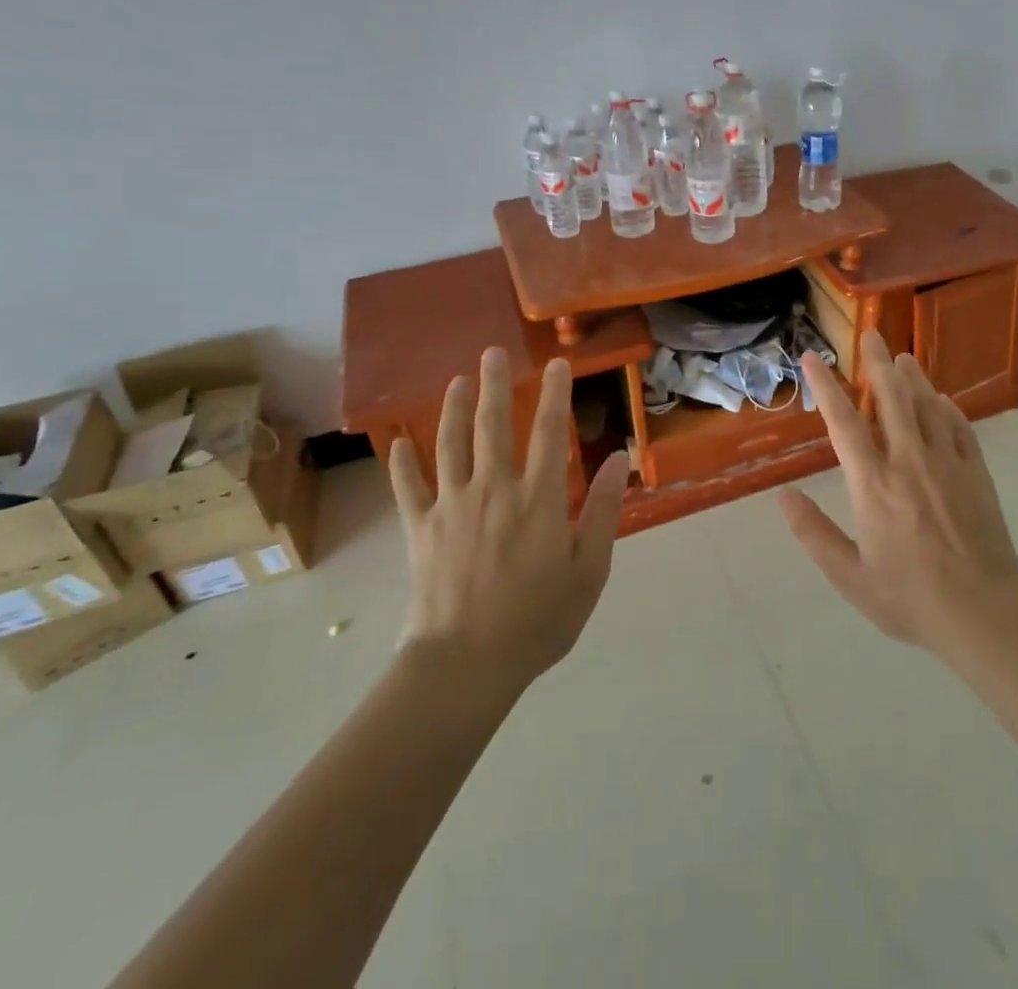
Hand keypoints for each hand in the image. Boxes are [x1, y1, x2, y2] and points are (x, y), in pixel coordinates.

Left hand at [387, 348, 628, 687]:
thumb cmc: (538, 620)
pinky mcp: (420, 529)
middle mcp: (494, 489)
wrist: (465, 665)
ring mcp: (452, 506)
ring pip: (450, 444)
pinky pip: (408, 488)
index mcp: (539, 499)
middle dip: (495, 385)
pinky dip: (402, 465)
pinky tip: (398, 444)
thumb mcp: (589, 570)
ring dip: (453, 409)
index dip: (555, 394)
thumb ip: (604, 510)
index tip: (556, 364)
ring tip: (456, 381)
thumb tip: (619, 458)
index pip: (550, 432)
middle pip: (493, 425)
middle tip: (491, 352)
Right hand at [780, 333, 1017, 655]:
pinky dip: (947, 409)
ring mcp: (946, 463)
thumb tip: (782, 496)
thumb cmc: (910, 598)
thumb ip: (814, 533)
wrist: (985, 613)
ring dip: (913, 378)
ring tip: (903, 357)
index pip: (844, 422)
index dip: (826, 386)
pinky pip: (959, 428)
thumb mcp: (850, 577)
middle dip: (878, 363)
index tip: (812, 358)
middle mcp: (908, 461)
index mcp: (873, 484)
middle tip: (871, 335)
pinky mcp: (976, 472)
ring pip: (927, 406)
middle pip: (892, 398)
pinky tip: (942, 400)